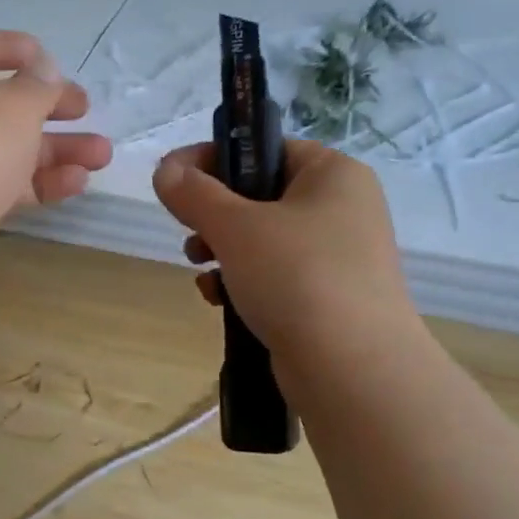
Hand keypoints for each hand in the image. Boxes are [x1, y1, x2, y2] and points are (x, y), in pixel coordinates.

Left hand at [0, 30, 112, 278]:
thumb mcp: (17, 103)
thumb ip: (39, 85)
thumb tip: (42, 72)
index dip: (10, 49)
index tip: (48, 59)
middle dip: (46, 107)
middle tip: (85, 109)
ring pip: (3, 148)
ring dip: (54, 149)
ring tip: (102, 154)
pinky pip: (0, 184)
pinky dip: (37, 181)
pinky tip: (78, 183)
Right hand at [152, 139, 416, 359]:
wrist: (353, 370)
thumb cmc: (297, 277)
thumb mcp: (235, 227)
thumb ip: (193, 193)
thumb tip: (165, 170)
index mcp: (333, 174)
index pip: (264, 148)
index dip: (213, 159)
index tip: (171, 180)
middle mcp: (342, 208)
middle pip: (259, 195)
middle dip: (213, 215)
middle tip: (189, 233)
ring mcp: (339, 256)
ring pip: (263, 239)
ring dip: (222, 251)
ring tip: (200, 270)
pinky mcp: (329, 297)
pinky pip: (275, 275)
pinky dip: (243, 282)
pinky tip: (220, 301)